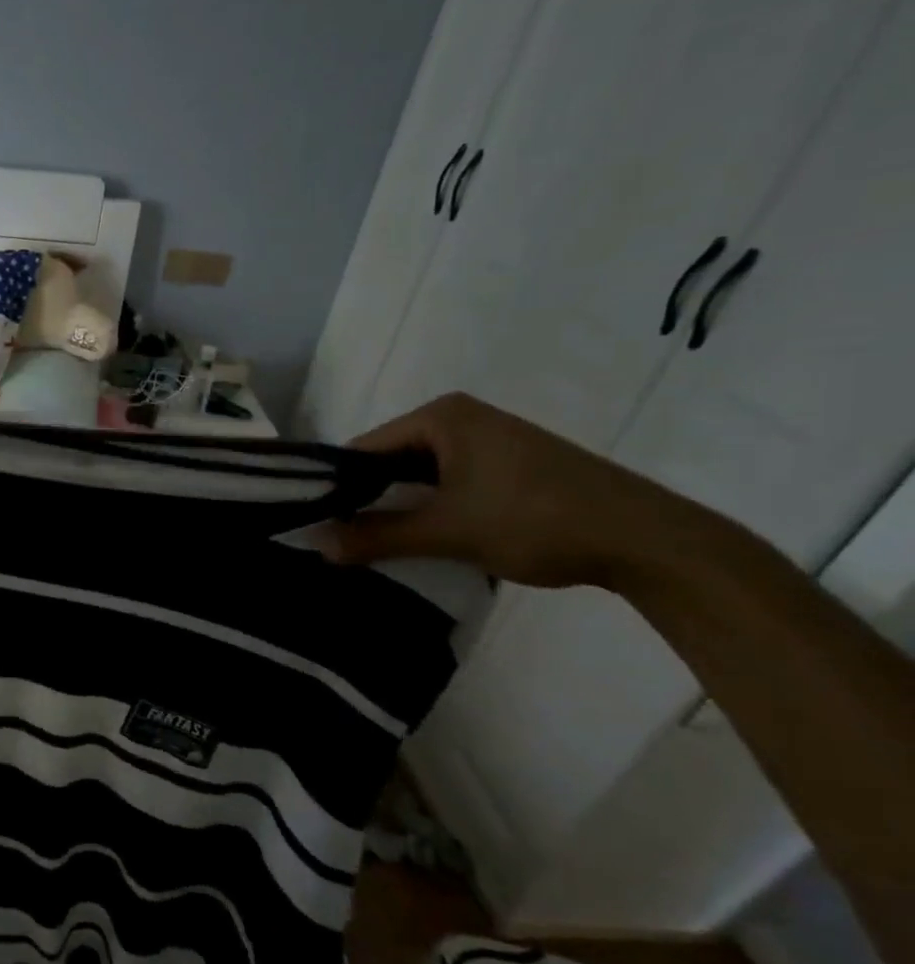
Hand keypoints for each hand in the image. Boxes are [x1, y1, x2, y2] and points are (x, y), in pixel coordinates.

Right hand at [328, 393, 704, 589]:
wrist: (649, 541)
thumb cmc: (536, 520)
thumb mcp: (447, 532)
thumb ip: (376, 537)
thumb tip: (315, 546)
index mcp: (441, 416)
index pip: (363, 449)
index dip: (336, 488)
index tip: (316, 526)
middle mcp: (460, 419)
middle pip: (388, 461)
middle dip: (366, 501)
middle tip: (339, 541)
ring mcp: (487, 441)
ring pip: (417, 477)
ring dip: (398, 510)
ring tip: (372, 546)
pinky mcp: (507, 466)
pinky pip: (446, 484)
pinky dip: (429, 510)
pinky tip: (420, 539)